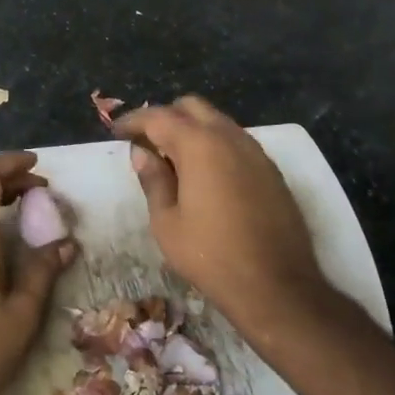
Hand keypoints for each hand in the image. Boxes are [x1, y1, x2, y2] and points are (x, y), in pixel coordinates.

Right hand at [111, 96, 335, 348]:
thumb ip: (153, 180)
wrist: (277, 286)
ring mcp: (255, 151)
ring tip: (172, 159)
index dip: (133, 121)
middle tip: (146, 143)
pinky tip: (204, 174)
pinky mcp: (271, 170)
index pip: (159, 117)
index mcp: (199, 145)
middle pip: (191, 107)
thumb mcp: (167, 222)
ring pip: (217, 121)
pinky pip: (235, 141)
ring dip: (191, 129)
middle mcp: (229, 137)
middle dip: (165, 117)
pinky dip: (214, 144)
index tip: (117, 132)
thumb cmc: (211, 256)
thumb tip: (142, 153)